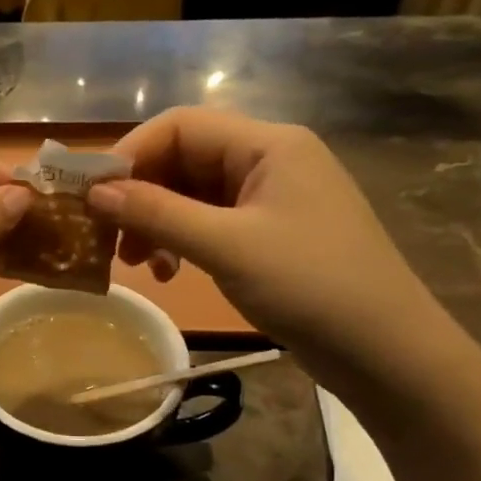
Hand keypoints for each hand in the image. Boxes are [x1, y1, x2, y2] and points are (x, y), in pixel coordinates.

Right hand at [89, 107, 446, 377]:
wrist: (390, 354)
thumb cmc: (311, 287)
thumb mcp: (226, 246)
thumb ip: (157, 213)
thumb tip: (94, 192)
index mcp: (268, 144)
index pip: (180, 126)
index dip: (129, 154)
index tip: (90, 194)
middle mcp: (270, 160)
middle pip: (185, 159)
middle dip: (141, 195)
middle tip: (108, 237)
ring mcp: (273, 199)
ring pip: (194, 194)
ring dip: (158, 222)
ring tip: (138, 263)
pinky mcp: (272, 234)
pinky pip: (213, 223)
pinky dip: (183, 241)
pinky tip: (171, 272)